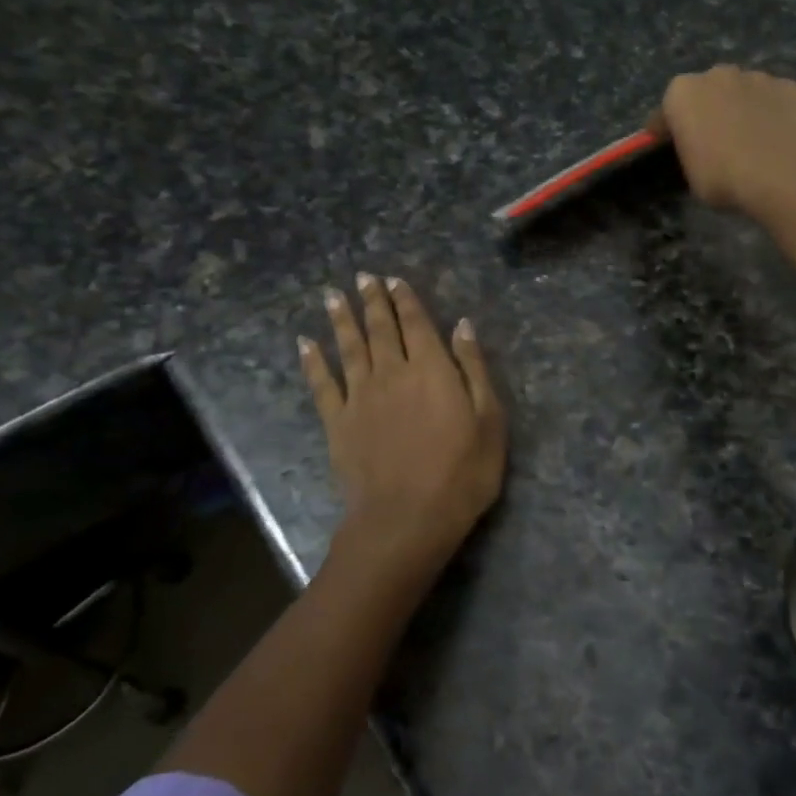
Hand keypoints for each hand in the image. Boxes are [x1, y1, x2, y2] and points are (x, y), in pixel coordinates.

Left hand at [299, 274, 506, 584]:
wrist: (407, 518)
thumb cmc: (462, 473)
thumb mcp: (489, 421)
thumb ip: (474, 369)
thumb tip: (463, 326)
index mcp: (432, 370)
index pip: (417, 325)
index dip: (406, 300)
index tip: (394, 280)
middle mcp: (393, 373)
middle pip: (381, 329)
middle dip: (373, 301)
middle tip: (364, 278)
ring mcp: (360, 397)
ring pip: (349, 348)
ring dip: (342, 320)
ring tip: (334, 296)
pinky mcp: (338, 422)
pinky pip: (322, 384)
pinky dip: (313, 361)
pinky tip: (305, 343)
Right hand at [646, 65, 795, 217]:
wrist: (783, 174)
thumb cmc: (724, 178)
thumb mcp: (692, 177)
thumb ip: (691, 154)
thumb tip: (701, 151)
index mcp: (682, 94)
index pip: (665, 113)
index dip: (666, 133)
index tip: (670, 148)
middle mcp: (717, 74)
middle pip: (706, 93)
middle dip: (708, 112)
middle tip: (715, 142)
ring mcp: (757, 76)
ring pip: (743, 92)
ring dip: (742, 109)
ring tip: (752, 140)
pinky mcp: (790, 86)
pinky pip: (774, 100)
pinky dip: (773, 114)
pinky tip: (778, 138)